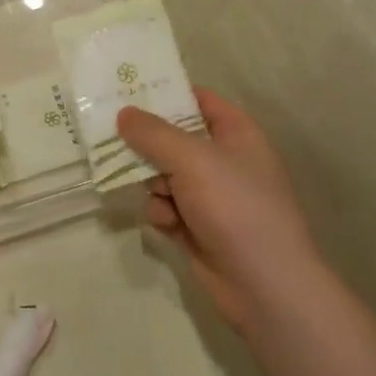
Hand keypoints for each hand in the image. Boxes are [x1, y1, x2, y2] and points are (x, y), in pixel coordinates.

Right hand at [117, 89, 320, 331]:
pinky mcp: (197, 227)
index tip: (125, 89)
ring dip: (152, 184)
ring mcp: (211, 196)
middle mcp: (224, 161)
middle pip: (172, 138)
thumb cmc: (236, 207)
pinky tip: (166, 224)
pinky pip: (165, 206)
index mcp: (236, 134)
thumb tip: (123, 114)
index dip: (165, 92)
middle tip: (110, 137)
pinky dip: (161, 212)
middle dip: (145, 144)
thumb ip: (153, 133)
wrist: (265, 286)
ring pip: (162, 174)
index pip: (197, 100)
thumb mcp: (192, 160)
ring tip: (155, 194)